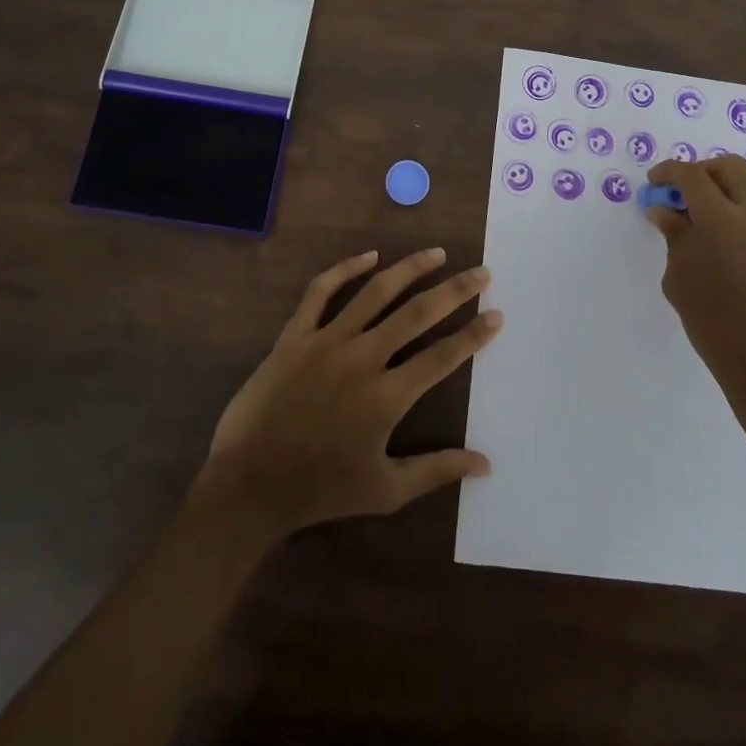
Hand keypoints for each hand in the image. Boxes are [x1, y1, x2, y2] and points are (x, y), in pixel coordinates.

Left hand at [193, 248, 500, 542]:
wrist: (249, 483)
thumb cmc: (320, 490)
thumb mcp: (385, 491)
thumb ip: (436, 471)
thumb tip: (485, 464)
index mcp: (386, 396)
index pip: (442, 356)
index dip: (473, 334)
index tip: (496, 313)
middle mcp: (362, 358)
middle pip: (417, 313)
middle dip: (454, 290)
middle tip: (480, 271)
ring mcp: (326, 341)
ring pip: (375, 292)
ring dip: (409, 269)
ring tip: (435, 253)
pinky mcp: (295, 335)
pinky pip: (321, 292)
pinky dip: (345, 269)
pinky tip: (369, 256)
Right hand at [644, 156, 745, 443]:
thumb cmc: (716, 324)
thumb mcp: (681, 278)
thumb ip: (674, 236)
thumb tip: (665, 210)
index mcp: (723, 218)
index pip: (692, 175)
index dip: (668, 173)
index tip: (653, 183)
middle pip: (730, 167)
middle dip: (701, 171)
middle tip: (679, 191)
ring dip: (721, 191)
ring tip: (695, 218)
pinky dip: (736, 211)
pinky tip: (717, 239)